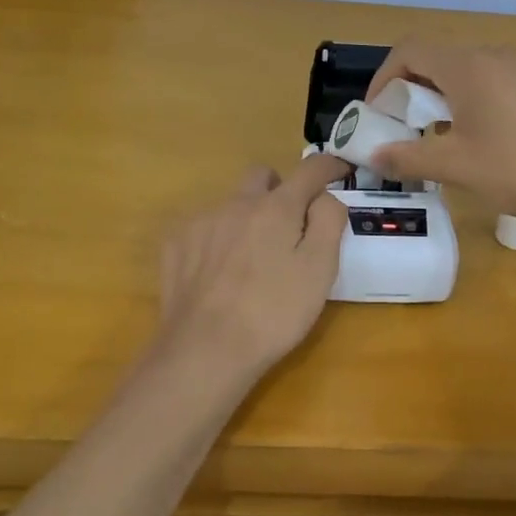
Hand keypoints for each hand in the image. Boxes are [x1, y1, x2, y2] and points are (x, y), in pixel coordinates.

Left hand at [154, 155, 350, 385]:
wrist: (206, 349)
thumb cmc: (274, 312)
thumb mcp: (320, 270)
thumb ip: (328, 221)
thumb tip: (324, 197)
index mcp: (276, 207)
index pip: (309, 170)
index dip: (328, 166)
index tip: (339, 171)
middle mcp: (236, 203)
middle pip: (262, 176)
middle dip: (280, 190)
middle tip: (290, 226)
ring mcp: (201, 221)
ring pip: (231, 203)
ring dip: (247, 217)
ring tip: (251, 260)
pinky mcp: (175, 243)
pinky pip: (204, 226)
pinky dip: (218, 238)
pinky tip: (219, 273)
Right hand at [365, 41, 515, 235]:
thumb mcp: (453, 165)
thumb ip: (406, 157)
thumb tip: (372, 156)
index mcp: (467, 66)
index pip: (409, 51)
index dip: (383, 77)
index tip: (375, 112)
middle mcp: (491, 57)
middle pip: (434, 59)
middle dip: (407, 89)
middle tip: (397, 126)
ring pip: (460, 72)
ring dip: (435, 97)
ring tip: (429, 136)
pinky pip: (485, 83)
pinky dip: (462, 101)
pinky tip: (467, 138)